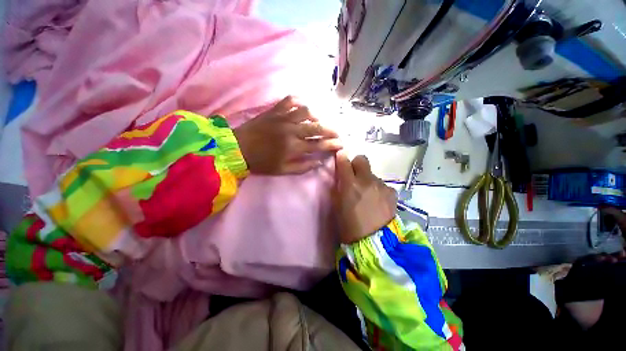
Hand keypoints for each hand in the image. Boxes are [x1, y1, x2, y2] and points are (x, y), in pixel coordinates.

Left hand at [233, 96, 341, 174]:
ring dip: (316, 116)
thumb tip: (318, 162)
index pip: (318, 145)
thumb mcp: (282, 170)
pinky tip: (303, 107)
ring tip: (319, 121)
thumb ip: (303, 167)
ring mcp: (283, 118)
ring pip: (306, 111)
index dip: (332, 144)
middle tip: (337, 133)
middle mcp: (291, 130)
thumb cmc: (261, 162)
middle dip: (331, 130)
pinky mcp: (274, 110)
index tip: (341, 144)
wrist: (238, 148)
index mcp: (293, 147)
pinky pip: (290, 101)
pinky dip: (299, 101)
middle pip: (317, 127)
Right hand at [333, 151, 397, 243]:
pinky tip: (378, 202)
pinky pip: (382, 185)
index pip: (344, 161)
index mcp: (350, 185)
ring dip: (368, 180)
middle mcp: (367, 180)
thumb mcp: (338, 206)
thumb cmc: (349, 226)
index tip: (340, 158)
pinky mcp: (392, 192)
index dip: (341, 158)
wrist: (374, 242)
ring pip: (372, 174)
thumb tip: (341, 177)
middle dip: (356, 164)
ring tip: (368, 196)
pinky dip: (378, 189)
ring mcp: (381, 185)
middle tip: (355, 176)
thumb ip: (339, 188)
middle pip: (362, 159)